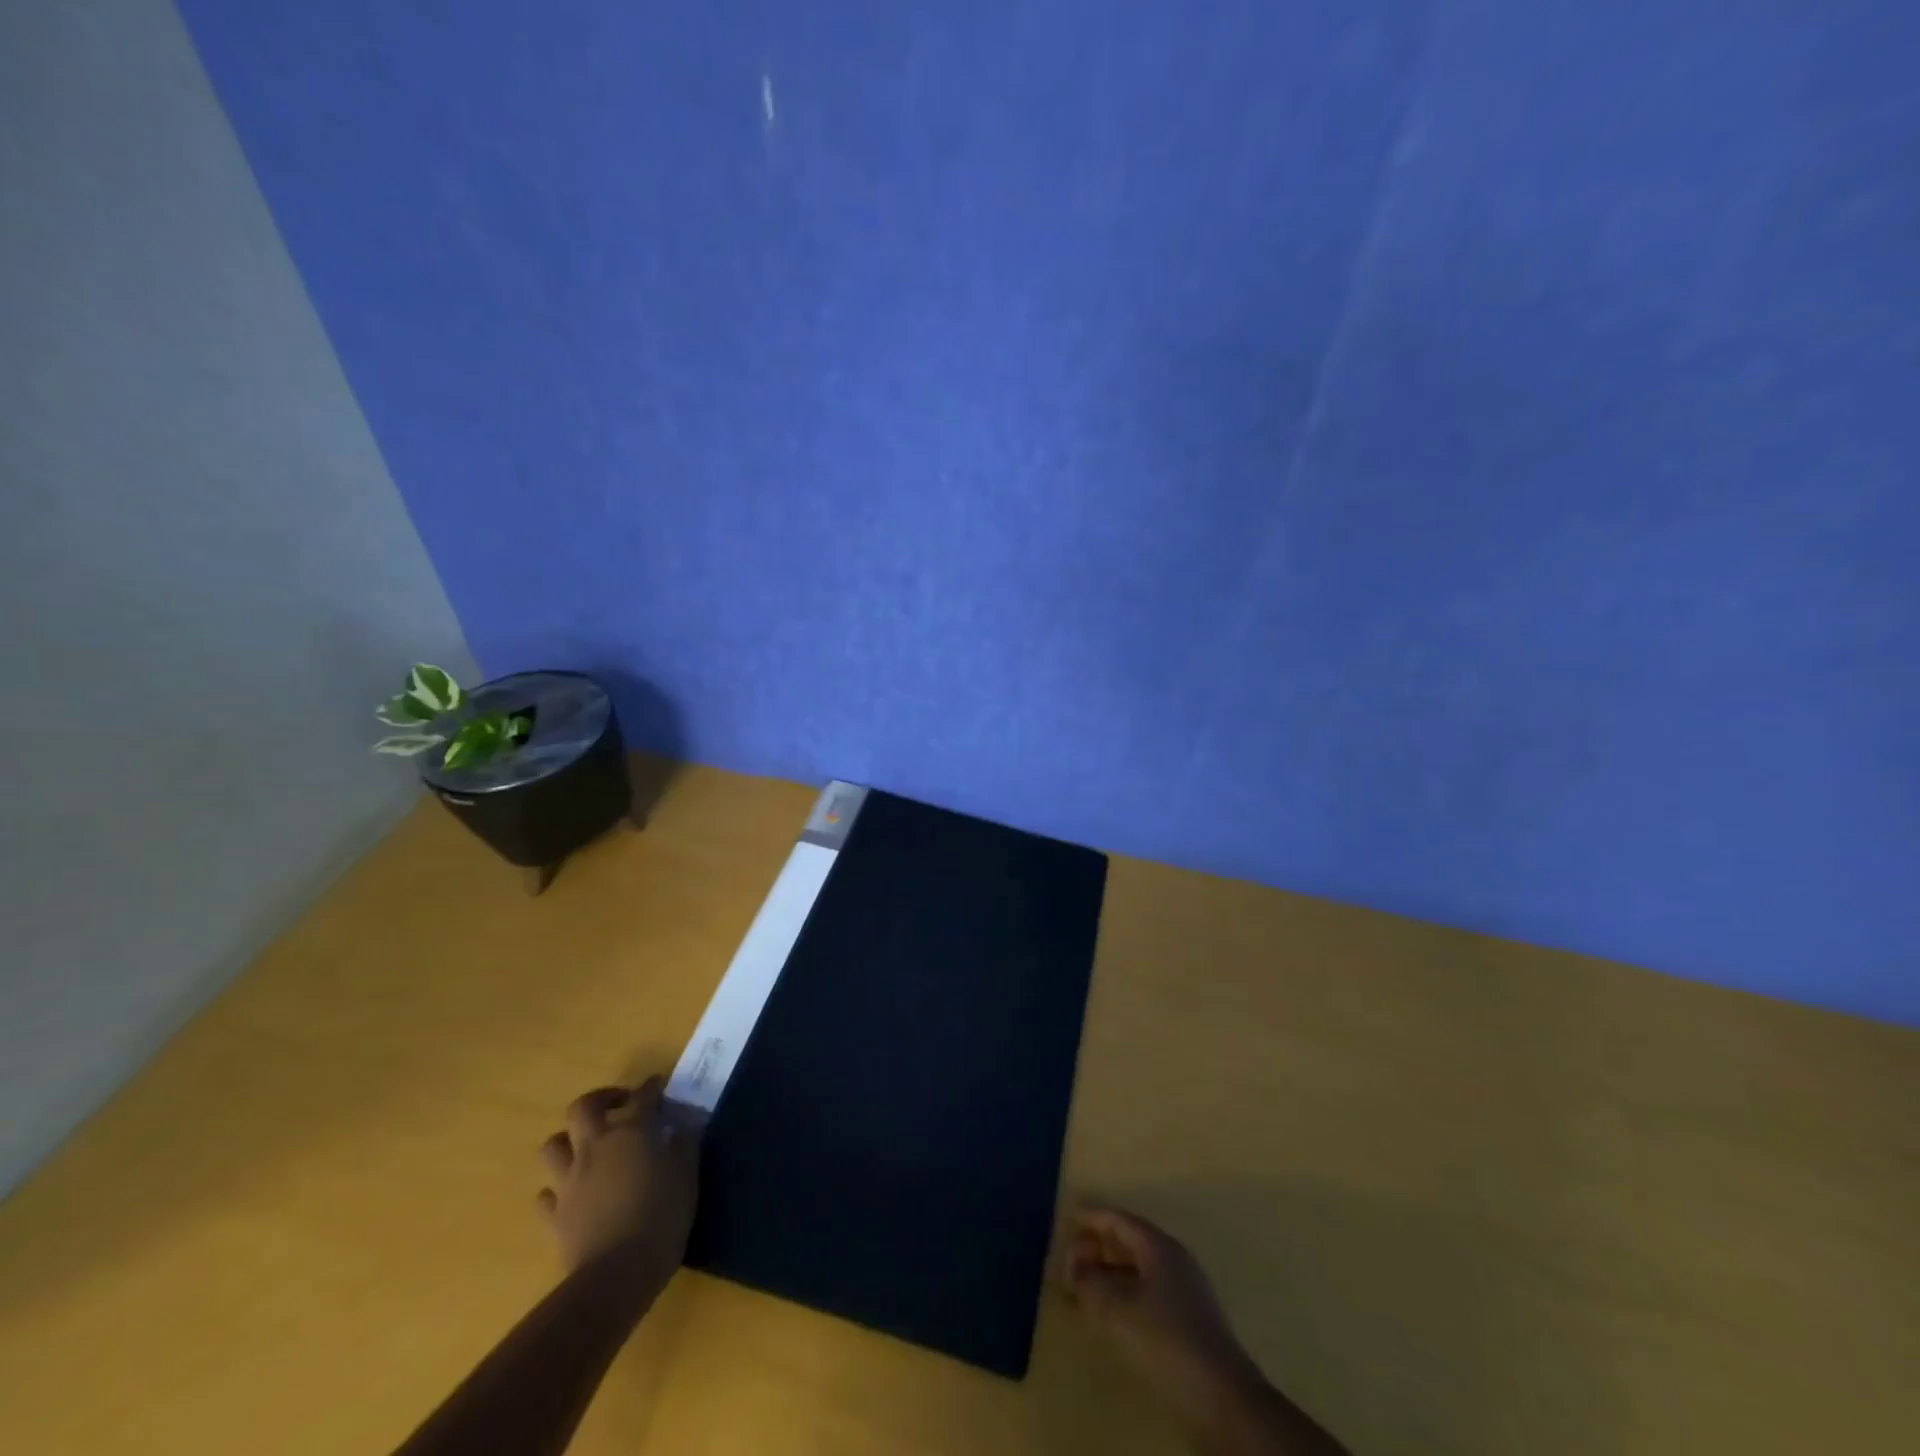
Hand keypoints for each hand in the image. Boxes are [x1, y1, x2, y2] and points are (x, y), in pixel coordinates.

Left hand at [537, 1077, 699, 1273]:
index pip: (643, 1096)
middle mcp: (596, 1147)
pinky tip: (571, 1194)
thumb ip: (684, 1144)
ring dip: (569, 1141)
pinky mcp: (555, 1215)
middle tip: (618, 1105)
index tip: (658, 1084)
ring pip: (553, 1146)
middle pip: (583, 1108)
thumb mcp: (686, 1175)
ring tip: (587, 1147)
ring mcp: (570, 1181)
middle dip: (600, 1099)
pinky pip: (547, 1195)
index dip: (651, 1087)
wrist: (617, 1274)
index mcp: (631, 1133)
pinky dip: (556, 1190)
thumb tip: (682, 1124)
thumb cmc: (661, 1217)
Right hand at [1064, 1205, 1264, 1435]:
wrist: (1224, 1400)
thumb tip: (1075, 1265)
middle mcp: (1174, 1260)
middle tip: (1070, 1256)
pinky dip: (1124, 1293)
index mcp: (1159, 1247)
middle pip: (1130, 1241)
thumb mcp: (1117, 1309)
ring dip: (1110, 1272)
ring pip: (1139, 1269)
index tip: (1069, 1215)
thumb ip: (1090, 1282)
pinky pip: (1147, 1292)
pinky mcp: (1189, 1321)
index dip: (1093, 1216)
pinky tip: (1111, 1313)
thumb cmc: (1166, 1342)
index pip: (1120, 1220)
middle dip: (1099, 1246)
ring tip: (1085, 1285)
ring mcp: (1185, 1291)